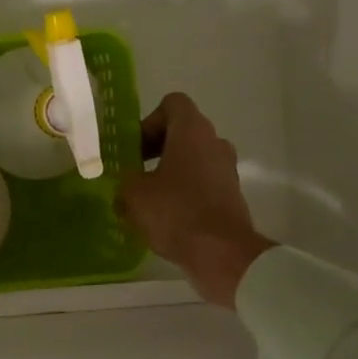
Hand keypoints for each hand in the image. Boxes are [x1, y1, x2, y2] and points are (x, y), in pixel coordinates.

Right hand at [116, 93, 273, 308]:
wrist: (222, 254)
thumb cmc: (175, 211)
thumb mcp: (134, 193)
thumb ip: (125, 179)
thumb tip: (126, 182)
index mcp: (192, 131)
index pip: (172, 103)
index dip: (149, 120)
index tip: (135, 148)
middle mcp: (215, 143)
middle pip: (182, 132)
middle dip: (155, 148)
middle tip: (134, 172)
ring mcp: (227, 170)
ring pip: (192, 159)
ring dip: (168, 172)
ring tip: (145, 199)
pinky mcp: (231, 196)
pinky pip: (202, 183)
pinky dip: (183, 192)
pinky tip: (163, 217)